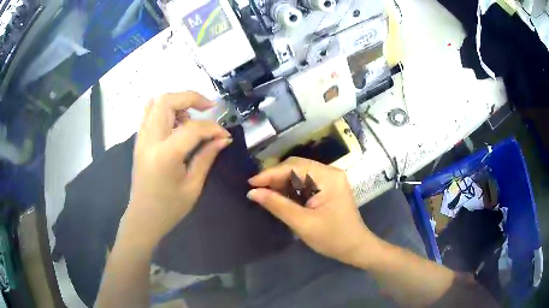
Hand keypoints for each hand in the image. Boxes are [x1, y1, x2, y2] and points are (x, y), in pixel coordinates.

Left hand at [122, 92, 231, 248]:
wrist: (143, 217)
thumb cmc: (169, 208)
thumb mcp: (193, 186)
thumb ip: (207, 157)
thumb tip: (223, 138)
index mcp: (165, 155)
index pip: (192, 128)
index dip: (213, 127)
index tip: (224, 134)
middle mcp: (149, 140)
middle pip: (167, 101)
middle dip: (191, 98)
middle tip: (208, 108)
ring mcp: (141, 138)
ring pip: (156, 102)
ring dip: (177, 102)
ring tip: (191, 119)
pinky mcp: (139, 140)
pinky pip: (149, 112)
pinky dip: (165, 109)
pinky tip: (176, 122)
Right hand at [247, 157, 378, 266]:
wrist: (355, 247)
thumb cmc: (332, 238)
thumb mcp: (302, 223)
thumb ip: (277, 205)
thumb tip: (253, 192)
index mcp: (328, 177)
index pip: (293, 167)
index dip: (270, 174)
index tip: (250, 183)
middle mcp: (330, 172)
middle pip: (297, 166)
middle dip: (275, 176)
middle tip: (257, 189)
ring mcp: (331, 178)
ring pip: (300, 172)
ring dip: (282, 181)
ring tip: (265, 192)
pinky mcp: (329, 186)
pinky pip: (306, 180)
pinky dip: (291, 186)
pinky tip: (281, 195)